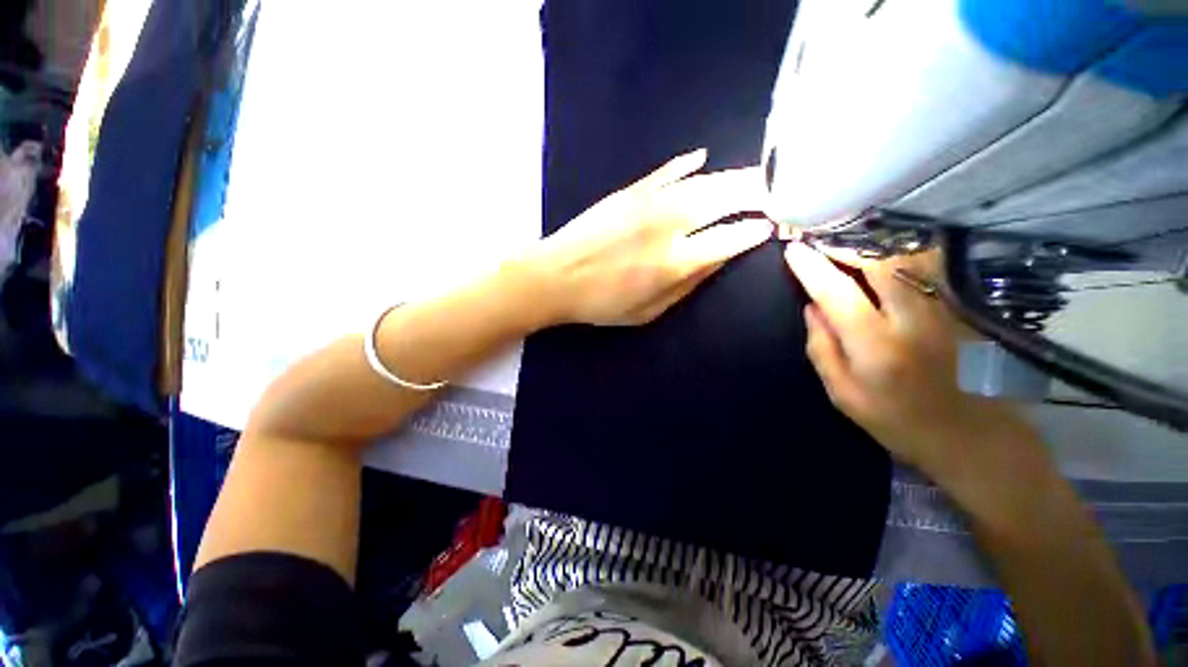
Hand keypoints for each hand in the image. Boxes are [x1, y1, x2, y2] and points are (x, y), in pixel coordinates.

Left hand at [522, 149, 771, 325]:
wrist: (554, 278)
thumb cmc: (601, 303)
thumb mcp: (648, 311)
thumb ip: (688, 284)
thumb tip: (719, 257)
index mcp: (675, 262)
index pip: (730, 238)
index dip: (755, 231)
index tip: (773, 225)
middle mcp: (668, 225)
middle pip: (724, 199)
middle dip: (758, 192)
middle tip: (779, 188)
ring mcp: (648, 202)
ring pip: (702, 181)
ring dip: (733, 177)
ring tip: (755, 175)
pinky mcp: (629, 191)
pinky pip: (666, 172)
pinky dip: (687, 165)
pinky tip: (703, 159)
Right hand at [783, 243, 1031, 470]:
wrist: (969, 435)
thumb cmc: (896, 420)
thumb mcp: (843, 394)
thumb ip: (822, 349)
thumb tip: (811, 308)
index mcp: (877, 348)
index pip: (838, 294)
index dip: (812, 269)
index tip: (793, 250)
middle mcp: (914, 321)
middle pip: (879, 264)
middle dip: (844, 247)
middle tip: (820, 242)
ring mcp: (944, 310)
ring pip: (909, 258)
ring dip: (874, 246)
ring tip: (849, 246)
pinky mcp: (959, 308)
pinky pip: (928, 267)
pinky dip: (900, 254)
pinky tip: (884, 256)